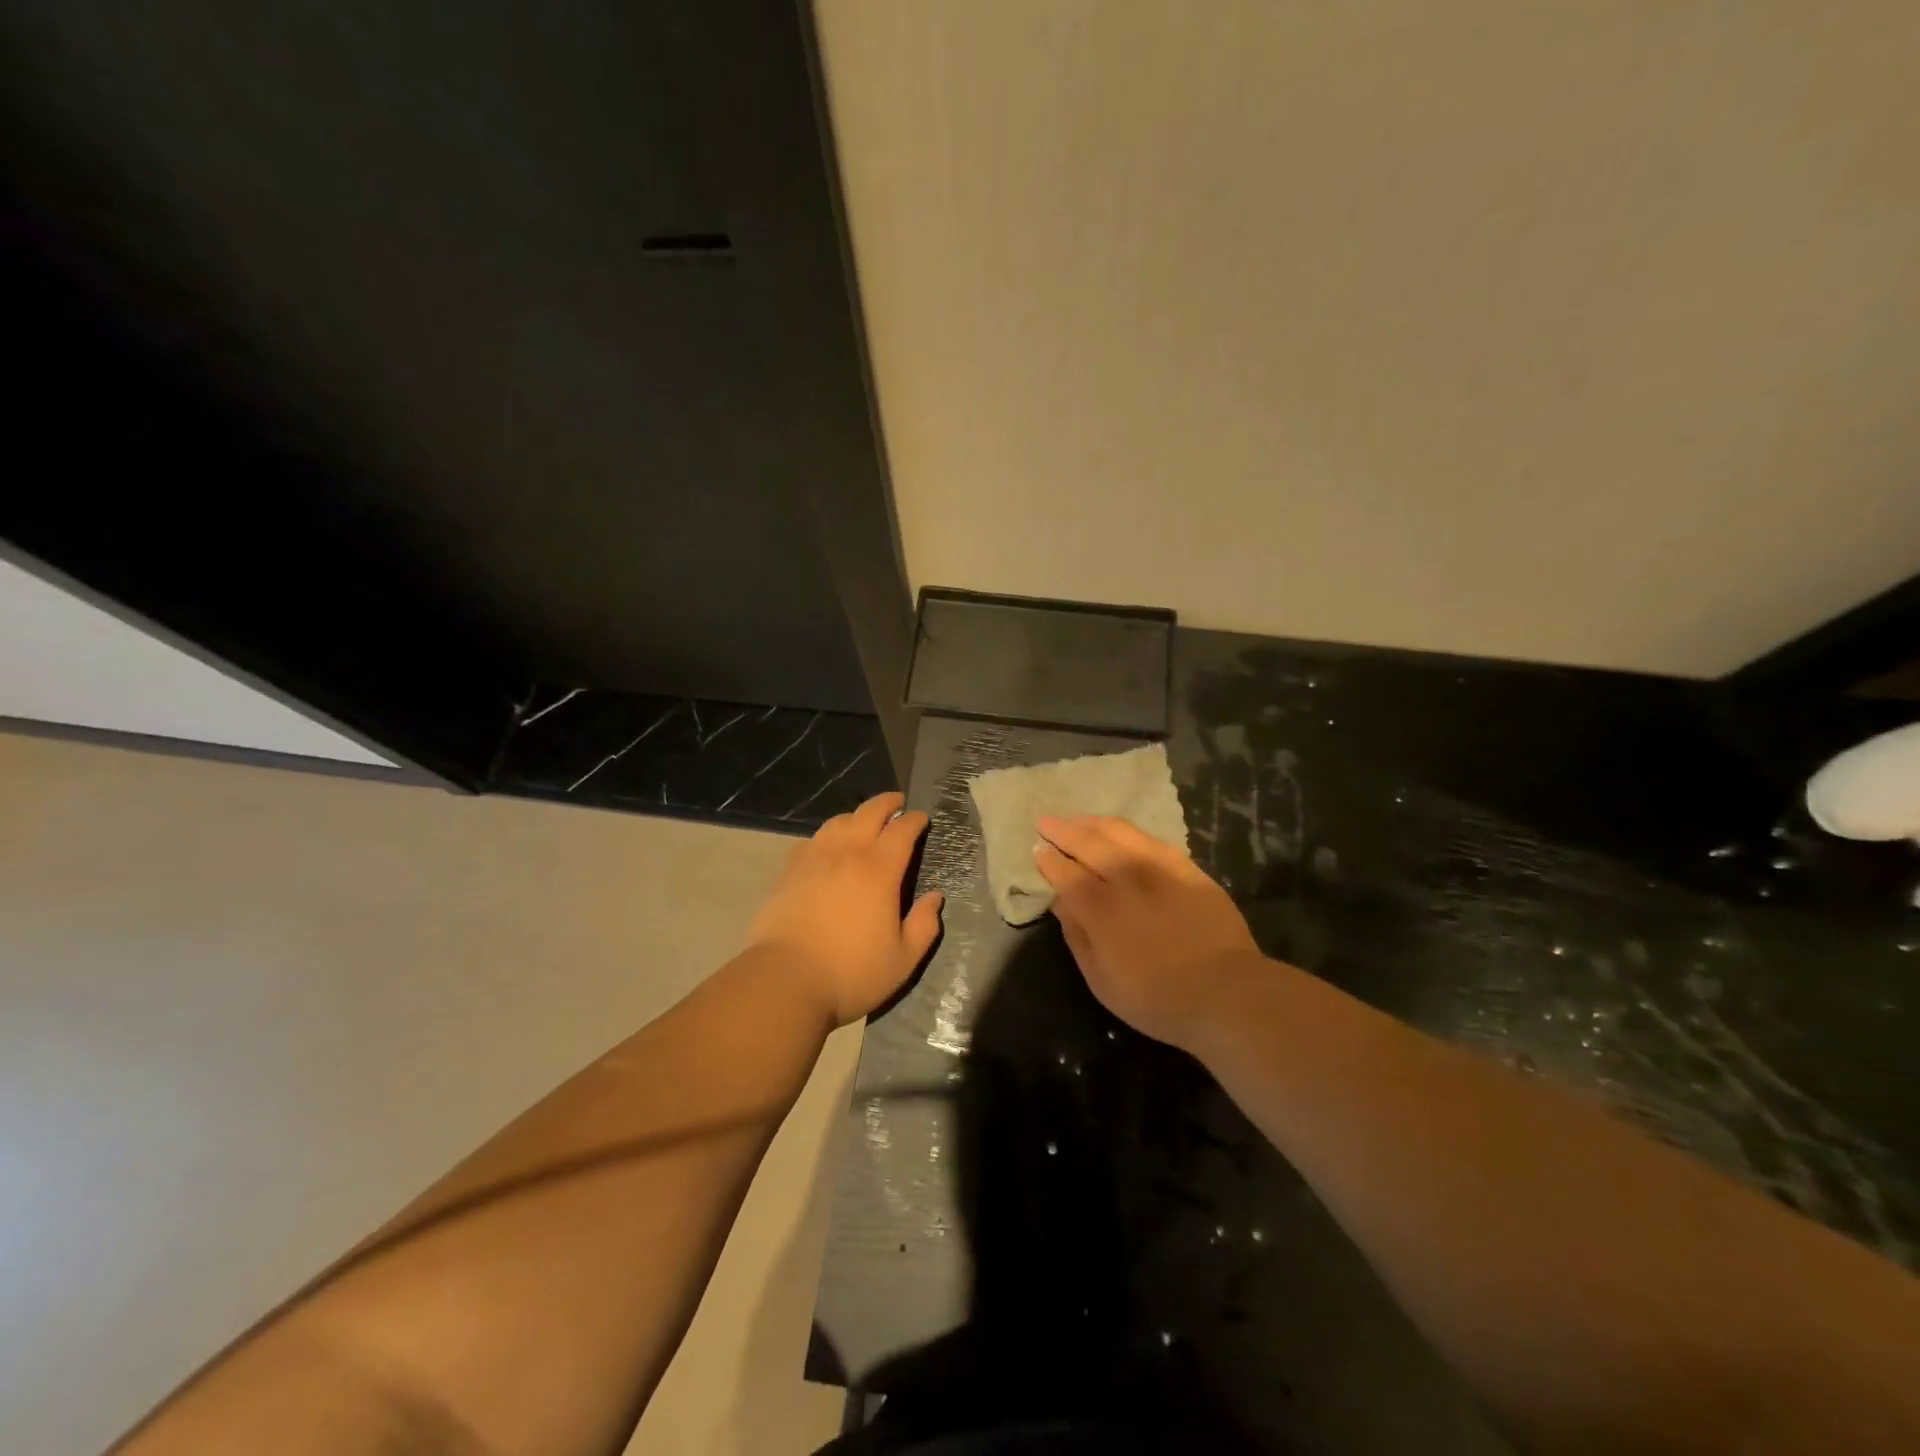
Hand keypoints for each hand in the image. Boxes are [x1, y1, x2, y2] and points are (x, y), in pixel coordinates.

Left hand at [746, 792, 942, 1027]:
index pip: (902, 830)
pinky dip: (827, 835)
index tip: (922, 818)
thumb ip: (924, 926)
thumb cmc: (851, 973)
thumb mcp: (903, 960)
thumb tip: (935, 897)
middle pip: (869, 813)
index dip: (915, 820)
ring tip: (863, 822)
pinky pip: (812, 840)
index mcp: (879, 870)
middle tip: (897, 803)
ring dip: (856, 816)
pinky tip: (827, 847)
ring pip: (837, 821)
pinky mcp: (788, 871)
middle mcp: (847, 854)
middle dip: (887, 803)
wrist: (785, 981)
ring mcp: (814, 859)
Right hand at [1035, 815, 1263, 1051]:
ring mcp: (1159, 868)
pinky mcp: (1187, 868)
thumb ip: (1077, 936)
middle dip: (1063, 830)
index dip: (1048, 860)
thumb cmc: (1157, 998)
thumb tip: (1060, 902)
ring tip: (1078, 820)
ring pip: (1119, 832)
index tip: (1038, 850)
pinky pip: (1151, 839)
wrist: (1227, 993)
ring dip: (1093, 823)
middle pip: (1088, 843)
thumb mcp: (1101, 981)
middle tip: (1046, 822)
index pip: (1065, 873)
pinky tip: (1121, 833)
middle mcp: (1126, 878)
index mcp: (1100, 908)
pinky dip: (1128, 832)